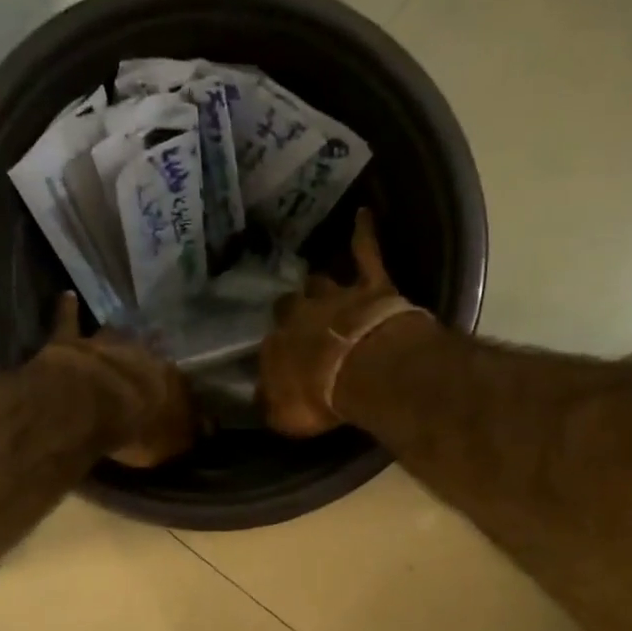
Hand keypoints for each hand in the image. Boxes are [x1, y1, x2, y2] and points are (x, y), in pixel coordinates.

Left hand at [35, 293, 196, 466]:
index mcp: (165, 377)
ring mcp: (102, 344)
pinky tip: (68, 295)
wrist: (87, 407)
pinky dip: (68, 308)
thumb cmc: (134, 429)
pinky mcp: (69, 343)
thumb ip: (188, 432)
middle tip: (158, 336)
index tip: (179, 376)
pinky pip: (68, 321)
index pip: (176, 375)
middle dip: (152, 343)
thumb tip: (211, 426)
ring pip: (114, 330)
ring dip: (118, 328)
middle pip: (148, 345)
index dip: (176, 377)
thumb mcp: (171, 441)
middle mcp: (138, 352)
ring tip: (125, 320)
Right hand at [259, 207, 432, 436]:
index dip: (278, 352)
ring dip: (319, 284)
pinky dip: (364, 234)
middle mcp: (299, 315)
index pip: (270, 346)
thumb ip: (272, 404)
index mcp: (276, 347)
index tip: (284, 361)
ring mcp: (334, 296)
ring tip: (319, 283)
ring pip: (319, 281)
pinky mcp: (370, 284)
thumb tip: (261, 398)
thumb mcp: (285, 416)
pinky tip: (364, 214)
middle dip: (293, 311)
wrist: (362, 369)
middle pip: (289, 306)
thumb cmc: (320, 398)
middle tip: (299, 318)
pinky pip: (366, 252)